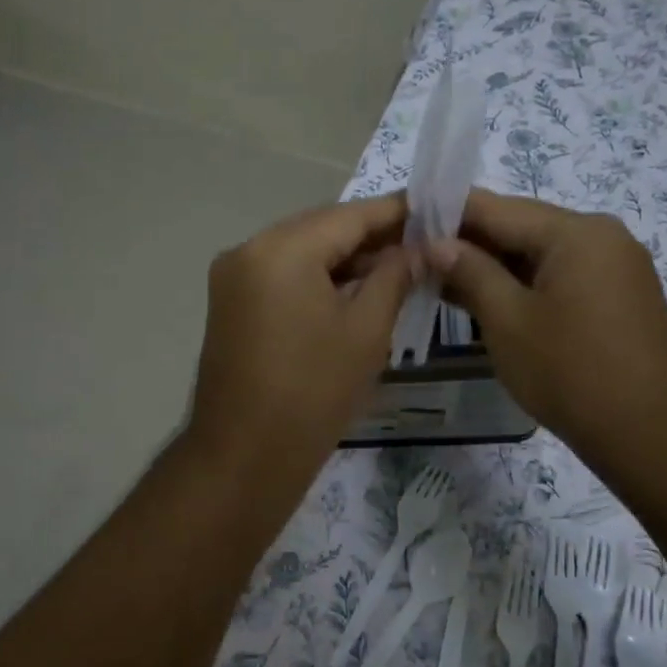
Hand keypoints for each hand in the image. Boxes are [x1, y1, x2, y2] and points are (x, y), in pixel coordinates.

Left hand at [187, 194, 413, 481]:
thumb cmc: (314, 393)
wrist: (244, 456)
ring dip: (345, 259)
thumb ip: (395, 276)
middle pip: (321, 229)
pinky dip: (317, 278)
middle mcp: (248, 249)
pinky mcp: (230, 303)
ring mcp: (233, 276)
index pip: (350, 215)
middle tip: (423, 244)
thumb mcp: (366, 330)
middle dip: (372, 237)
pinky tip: (355, 289)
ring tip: (398, 269)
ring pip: (301, 252)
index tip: (436, 210)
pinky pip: (282, 275)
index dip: (396, 212)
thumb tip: (421, 248)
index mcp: (281, 249)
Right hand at [432, 189, 666, 472]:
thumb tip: (435, 243)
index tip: (406, 223)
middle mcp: (600, 236)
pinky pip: (559, 276)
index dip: (447, 213)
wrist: (651, 434)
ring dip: (492, 267)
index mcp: (575, 232)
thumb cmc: (570, 371)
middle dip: (468, 242)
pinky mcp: (618, 296)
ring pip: (538, 254)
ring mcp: (614, 266)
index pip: (496, 208)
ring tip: (440, 281)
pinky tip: (485, 300)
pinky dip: (521, 285)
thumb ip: (469, 272)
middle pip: (520, 227)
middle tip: (417, 259)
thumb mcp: (506, 319)